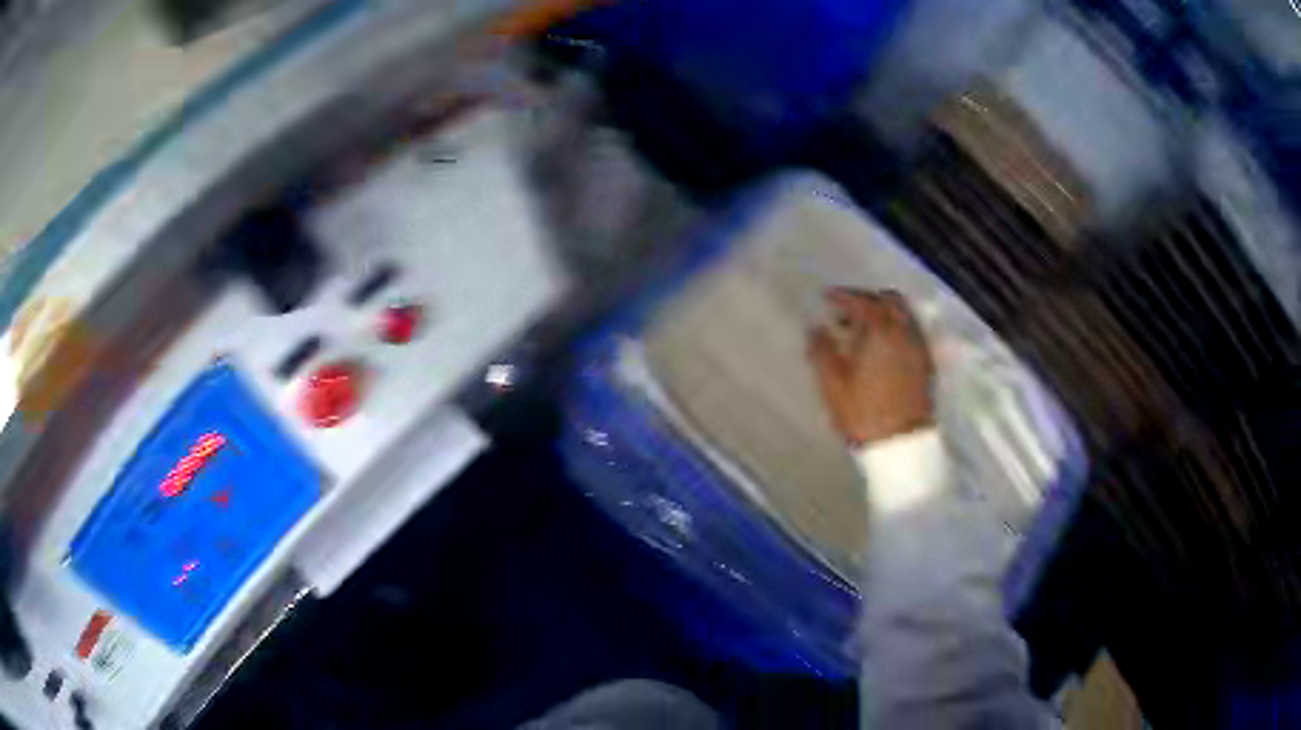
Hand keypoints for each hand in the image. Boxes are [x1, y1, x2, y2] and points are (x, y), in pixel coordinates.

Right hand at [808, 288, 935, 446]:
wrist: (901, 445)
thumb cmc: (863, 413)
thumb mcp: (832, 383)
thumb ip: (821, 349)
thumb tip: (815, 327)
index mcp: (880, 331)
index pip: (862, 300)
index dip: (843, 296)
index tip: (827, 298)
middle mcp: (905, 331)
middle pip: (889, 300)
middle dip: (867, 299)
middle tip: (847, 313)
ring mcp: (919, 346)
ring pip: (904, 315)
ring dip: (884, 314)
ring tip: (864, 332)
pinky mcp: (926, 362)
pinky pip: (912, 332)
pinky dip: (896, 329)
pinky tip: (882, 347)